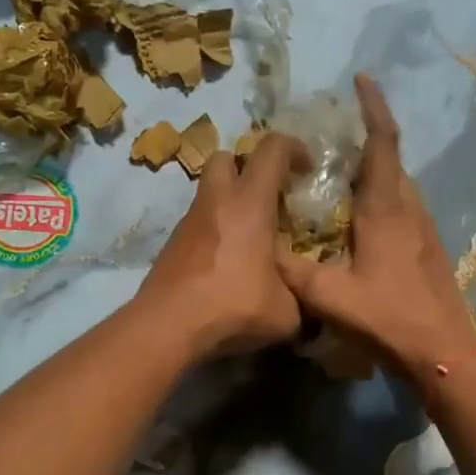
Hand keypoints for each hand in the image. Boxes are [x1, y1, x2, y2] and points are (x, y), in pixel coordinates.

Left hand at [134, 133, 305, 358]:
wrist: (168, 326)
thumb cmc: (233, 307)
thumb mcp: (286, 311)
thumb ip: (300, 295)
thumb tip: (305, 296)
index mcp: (250, 204)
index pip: (271, 150)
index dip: (293, 147)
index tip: (307, 166)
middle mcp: (216, 202)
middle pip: (225, 156)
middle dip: (247, 166)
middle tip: (267, 194)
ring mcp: (189, 221)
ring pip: (208, 190)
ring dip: (229, 200)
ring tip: (248, 233)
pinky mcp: (172, 244)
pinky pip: (198, 222)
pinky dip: (214, 228)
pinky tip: (226, 260)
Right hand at [278, 74, 475, 376]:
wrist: (444, 352)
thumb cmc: (387, 317)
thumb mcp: (327, 295)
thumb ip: (291, 269)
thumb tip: (263, 247)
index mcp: (385, 208)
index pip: (382, 142)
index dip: (373, 106)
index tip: (361, 79)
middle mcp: (409, 208)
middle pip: (390, 159)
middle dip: (366, 139)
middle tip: (331, 139)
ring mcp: (424, 228)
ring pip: (399, 185)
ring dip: (374, 171)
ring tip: (340, 177)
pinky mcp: (429, 248)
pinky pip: (403, 207)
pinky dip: (382, 198)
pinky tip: (361, 221)